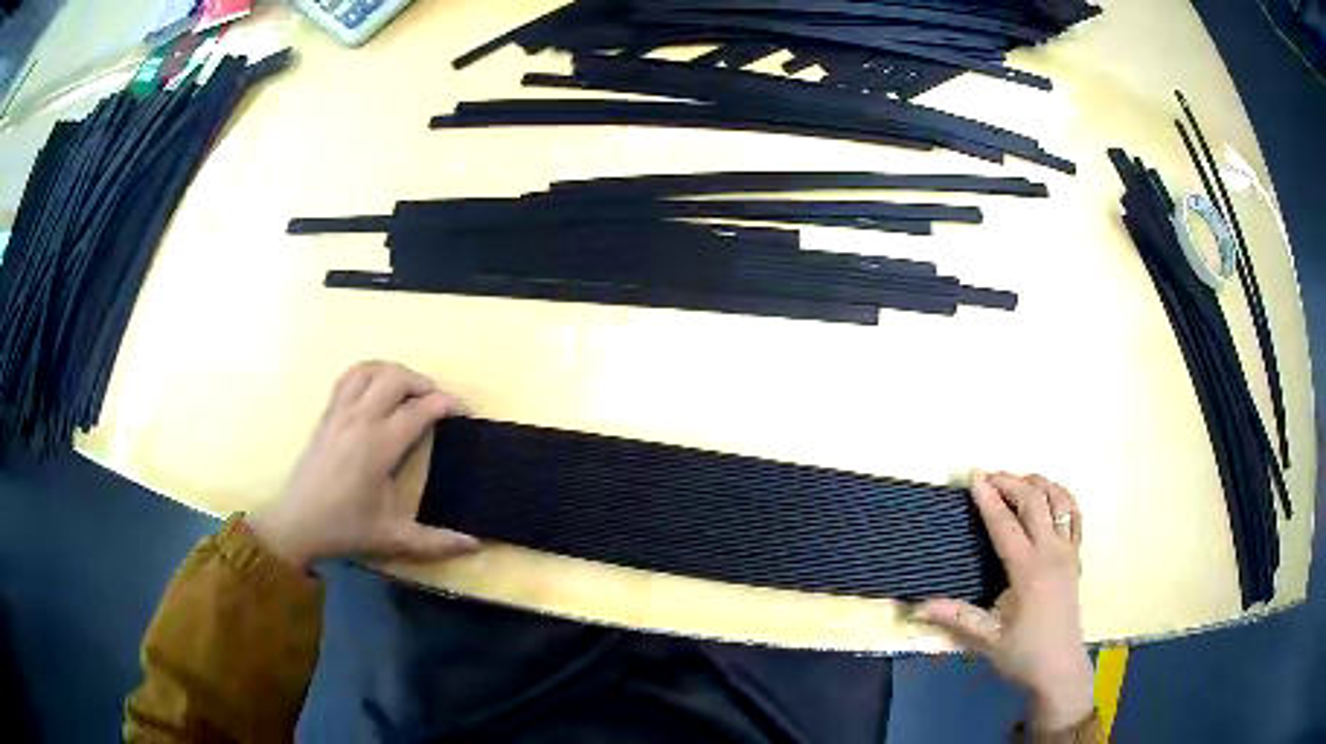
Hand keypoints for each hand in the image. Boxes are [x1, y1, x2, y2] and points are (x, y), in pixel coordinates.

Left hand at [249, 361, 479, 570]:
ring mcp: (340, 412)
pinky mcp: (326, 413)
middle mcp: (360, 420)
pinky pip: (349, 377)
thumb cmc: (346, 528)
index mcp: (379, 446)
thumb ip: (436, 541)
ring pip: (371, 370)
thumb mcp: (393, 538)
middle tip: (436, 403)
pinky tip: (376, 391)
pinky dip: (369, 373)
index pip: (419, 410)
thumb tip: (475, 545)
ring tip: (408, 393)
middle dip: (423, 383)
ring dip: (395, 373)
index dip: (446, 404)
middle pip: (397, 378)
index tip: (463, 411)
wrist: (298, 523)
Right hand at [915, 471, 1092, 731]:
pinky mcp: (1076, 557)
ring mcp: (1068, 552)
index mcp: (1028, 570)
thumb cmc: (1023, 654)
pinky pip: (1075, 515)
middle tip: (988, 476)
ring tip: (1016, 481)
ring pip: (1059, 500)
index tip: (973, 476)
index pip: (1005, 524)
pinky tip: (1050, 495)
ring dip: (1037, 484)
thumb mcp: (986, 639)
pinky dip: (1062, 497)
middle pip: (1034, 501)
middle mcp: (1052, 552)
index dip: (988, 498)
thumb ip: (955, 617)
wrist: (1060, 668)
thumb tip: (917, 607)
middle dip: (1011, 482)